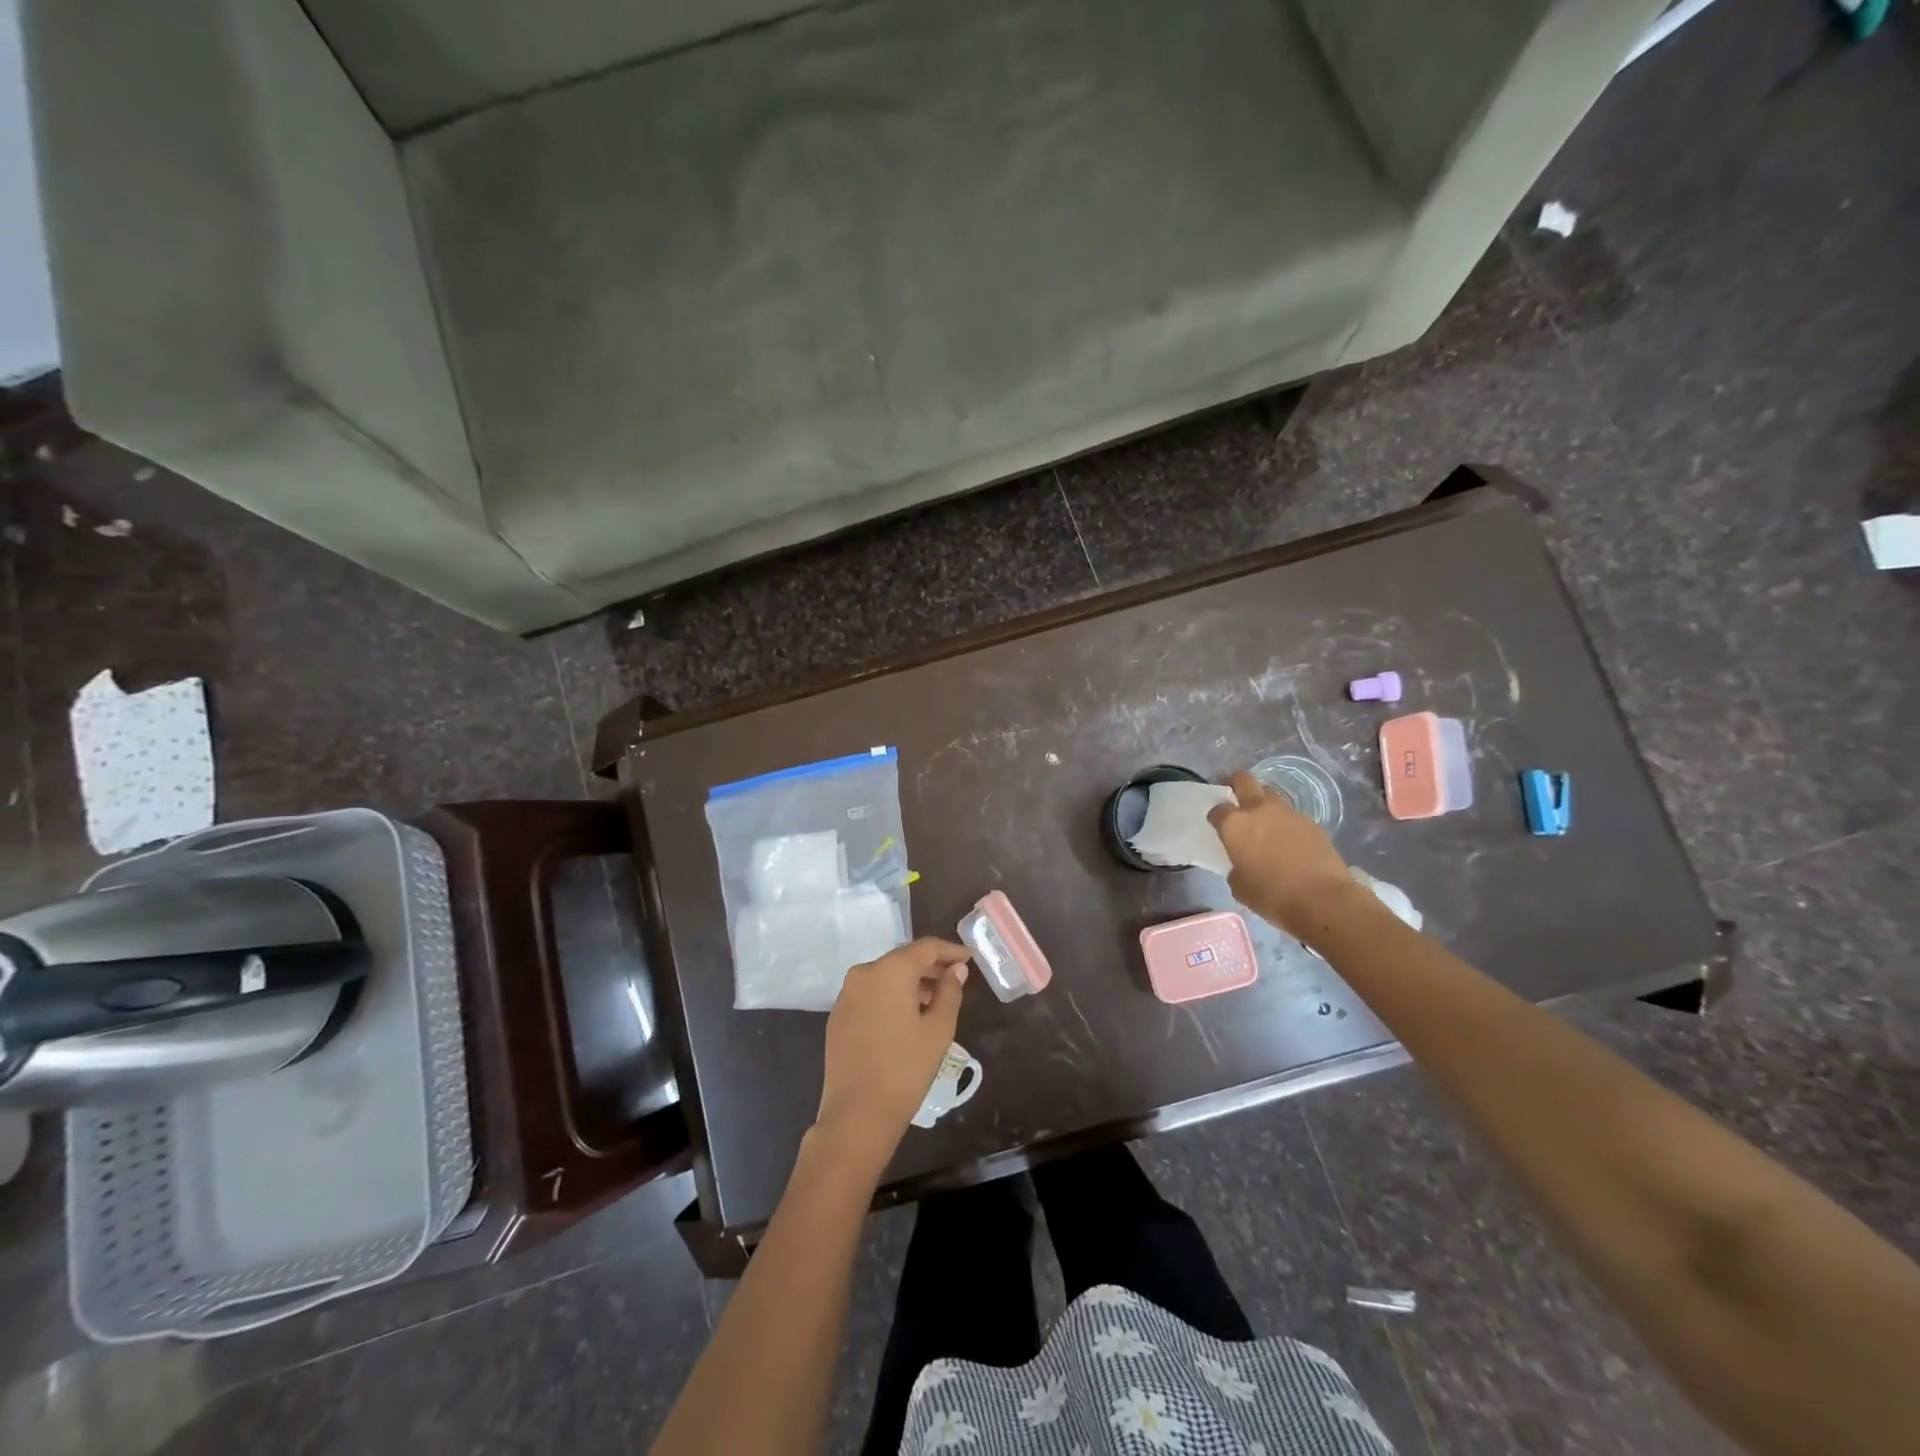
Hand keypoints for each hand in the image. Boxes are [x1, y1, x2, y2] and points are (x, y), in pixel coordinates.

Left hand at [817, 938, 970, 1154]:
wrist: (856, 1115)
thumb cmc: (905, 1069)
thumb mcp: (939, 1030)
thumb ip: (950, 992)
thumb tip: (956, 970)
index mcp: (889, 970)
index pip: (925, 948)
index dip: (950, 950)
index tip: (969, 957)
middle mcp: (863, 973)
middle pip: (903, 959)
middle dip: (931, 966)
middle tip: (956, 978)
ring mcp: (846, 994)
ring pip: (886, 977)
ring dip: (911, 983)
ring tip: (935, 1000)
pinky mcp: (838, 1015)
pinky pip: (871, 994)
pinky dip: (891, 996)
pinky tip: (906, 1016)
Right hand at [1208, 770, 1366, 943]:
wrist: (1323, 899)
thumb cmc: (1272, 896)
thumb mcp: (1239, 886)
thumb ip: (1235, 866)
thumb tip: (1242, 862)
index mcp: (1235, 825)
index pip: (1217, 809)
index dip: (1215, 816)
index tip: (1217, 824)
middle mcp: (1259, 810)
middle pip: (1244, 780)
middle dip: (1236, 783)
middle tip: (1235, 796)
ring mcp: (1288, 813)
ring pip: (1271, 796)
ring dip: (1264, 804)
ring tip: (1265, 824)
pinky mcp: (1312, 823)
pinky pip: (1292, 816)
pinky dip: (1286, 824)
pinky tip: (1289, 843)